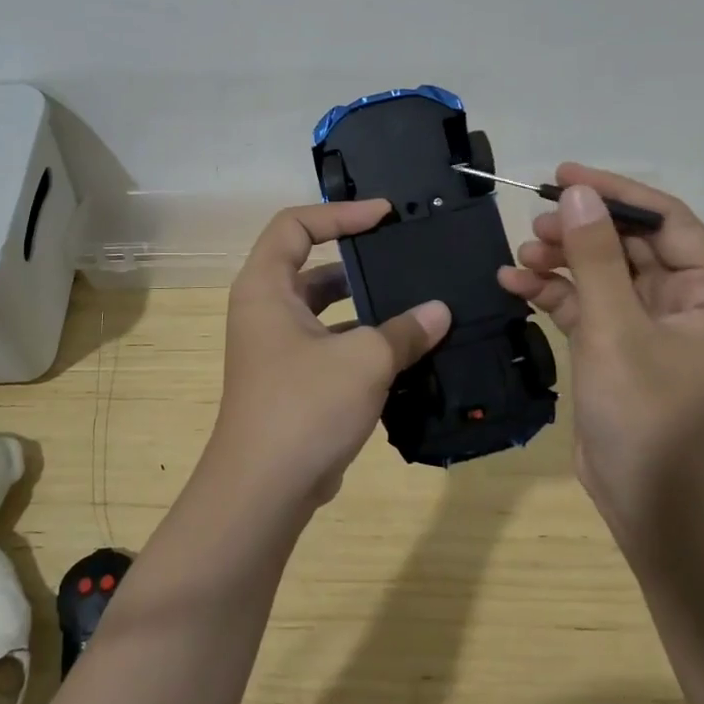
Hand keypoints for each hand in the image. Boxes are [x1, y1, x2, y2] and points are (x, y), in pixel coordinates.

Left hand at [214, 200, 450, 508]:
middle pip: (311, 264)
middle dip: (358, 258)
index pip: (296, 225)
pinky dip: (363, 341)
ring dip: (366, 305)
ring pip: (324, 309)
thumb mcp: (364, 360)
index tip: (383, 215)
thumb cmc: (304, 407)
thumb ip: (405, 330)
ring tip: (416, 301)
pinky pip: (330, 344)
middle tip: (404, 253)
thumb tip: (440, 311)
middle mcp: (265, 310)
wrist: (263, 491)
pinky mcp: (292, 380)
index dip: (339, 213)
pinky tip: (406, 350)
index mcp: (265, 287)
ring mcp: (276, 348)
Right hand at [498, 164, 703, 532]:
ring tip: (520, 256)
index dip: (614, 192)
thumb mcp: (615, 331)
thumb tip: (576, 193)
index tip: (562, 175)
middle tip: (533, 223)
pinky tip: (515, 283)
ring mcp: (652, 327)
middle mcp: (688, 302)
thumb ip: (594, 257)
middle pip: (630, 245)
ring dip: (562, 261)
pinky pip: (587, 304)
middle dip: (580, 231)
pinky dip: (554, 292)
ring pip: (603, 273)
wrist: (652, 508)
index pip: (665, 220)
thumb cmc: (647, 417)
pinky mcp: (621, 348)